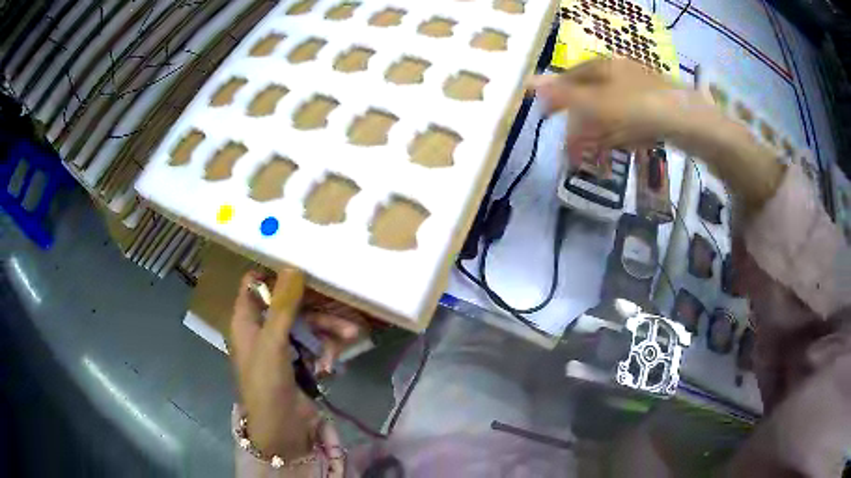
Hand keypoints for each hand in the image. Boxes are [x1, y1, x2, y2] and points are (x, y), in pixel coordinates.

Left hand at [229, 269, 366, 458]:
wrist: (283, 431)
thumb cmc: (267, 385)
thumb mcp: (273, 343)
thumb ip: (283, 306)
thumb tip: (293, 266)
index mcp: (247, 320)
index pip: (255, 283)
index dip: (274, 273)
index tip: (303, 265)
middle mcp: (263, 329)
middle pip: (290, 303)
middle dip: (316, 306)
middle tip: (341, 302)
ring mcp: (282, 346)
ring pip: (308, 324)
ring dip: (329, 330)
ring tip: (351, 336)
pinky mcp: (299, 361)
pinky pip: (316, 343)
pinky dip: (326, 350)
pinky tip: (331, 365)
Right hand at [531, 58, 691, 158]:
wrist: (691, 124)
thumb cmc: (640, 108)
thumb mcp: (598, 103)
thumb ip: (565, 95)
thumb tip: (529, 83)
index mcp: (605, 67)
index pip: (571, 79)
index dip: (557, 97)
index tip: (547, 118)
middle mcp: (621, 76)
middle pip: (591, 100)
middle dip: (581, 128)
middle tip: (575, 154)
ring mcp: (639, 93)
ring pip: (610, 115)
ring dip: (600, 138)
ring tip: (595, 162)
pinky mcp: (654, 111)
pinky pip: (629, 124)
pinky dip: (621, 138)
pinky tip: (621, 150)